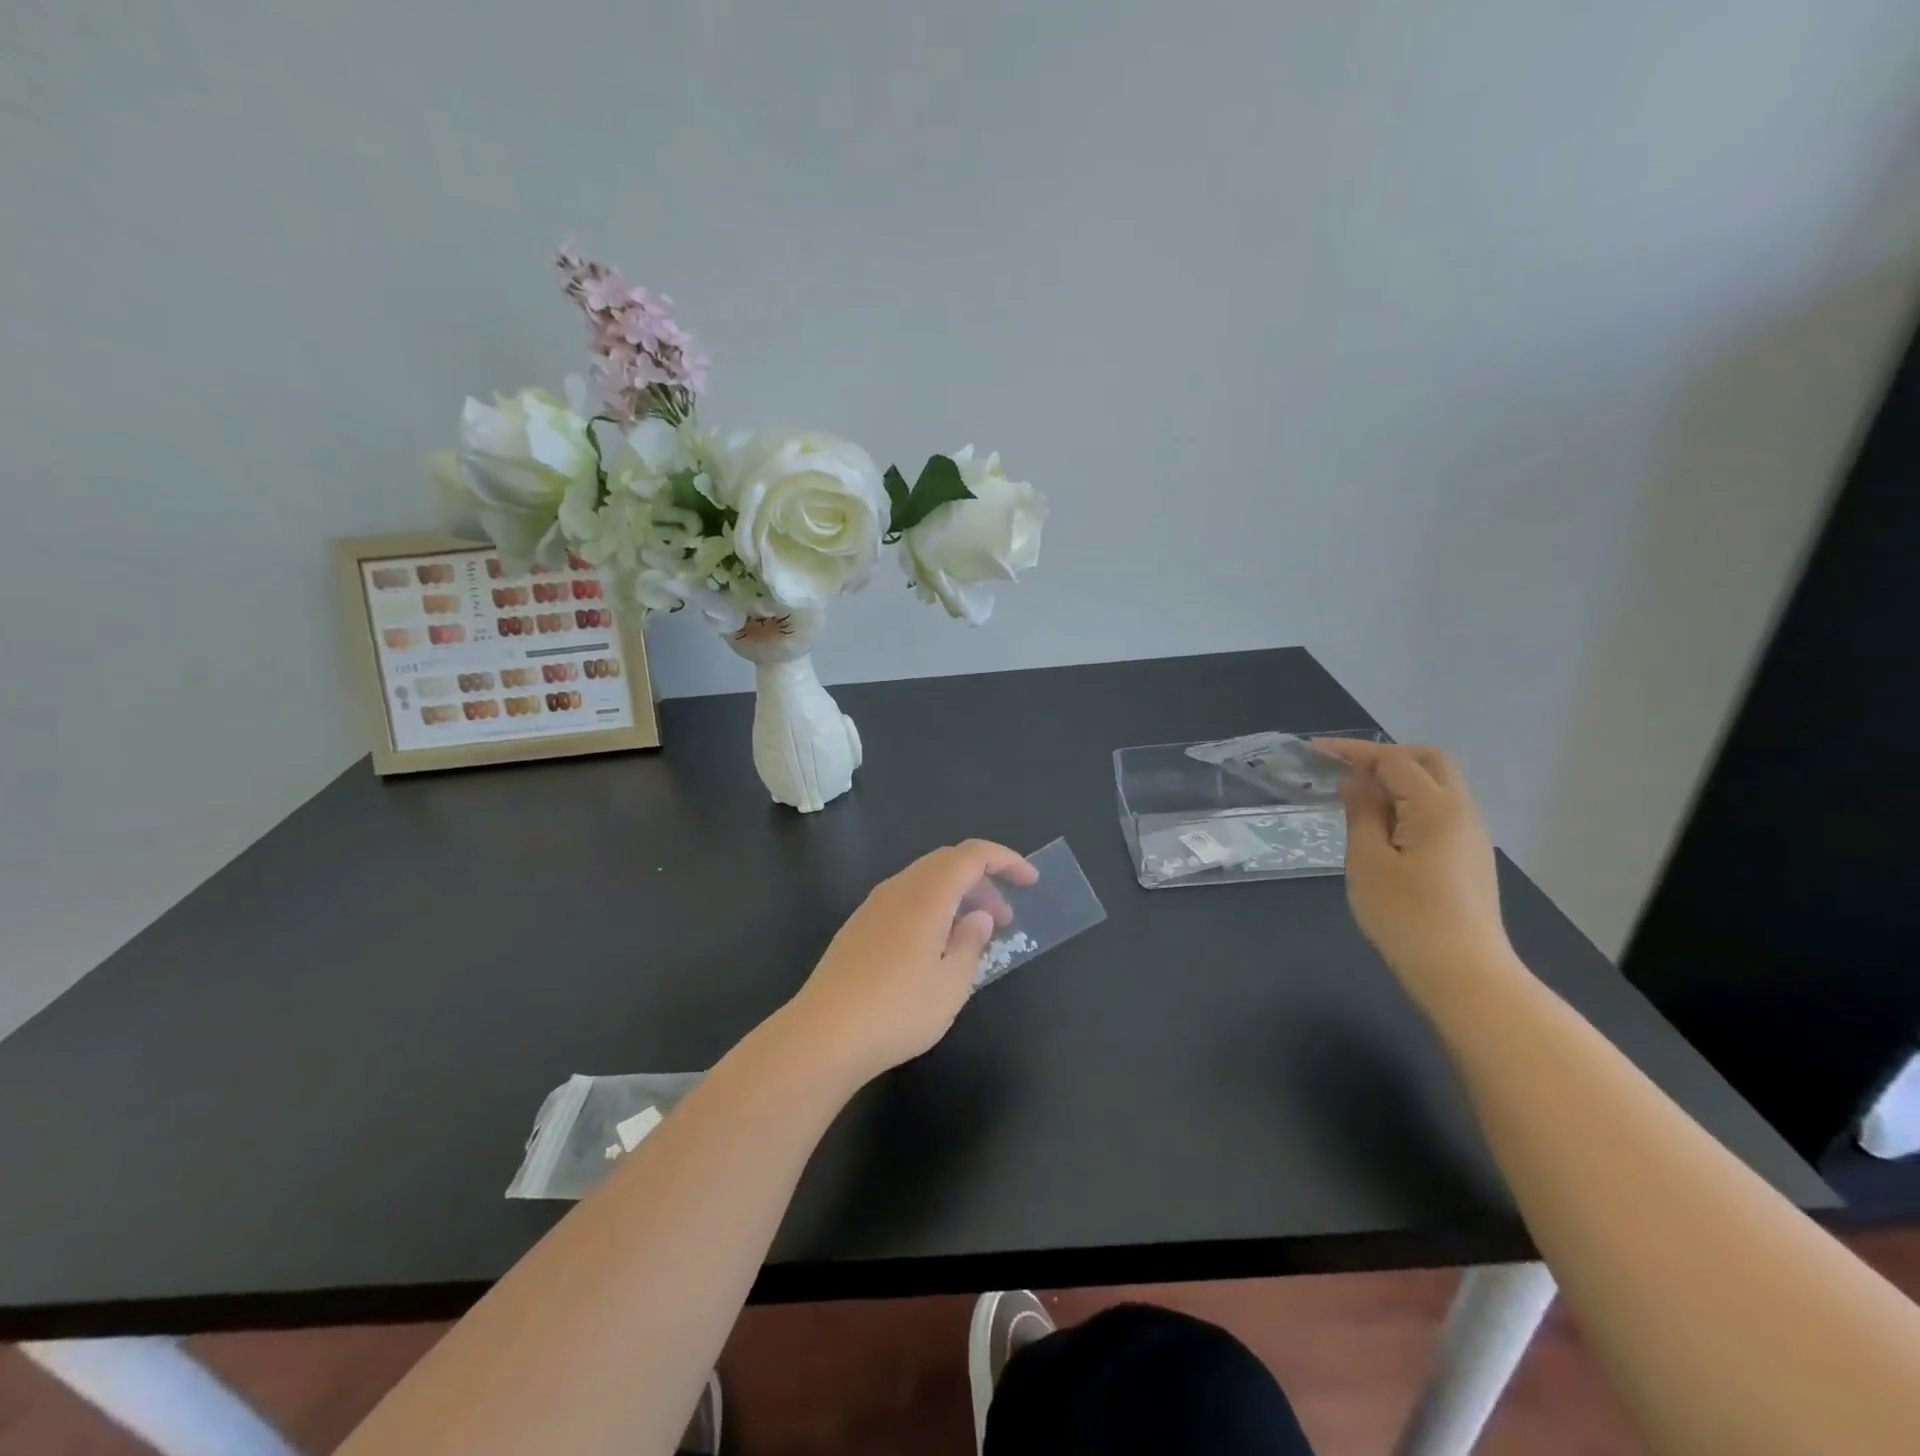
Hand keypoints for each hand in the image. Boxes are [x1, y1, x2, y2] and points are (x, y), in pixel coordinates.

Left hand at [783, 840, 1036, 1086]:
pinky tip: (935, 947)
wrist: (823, 1034)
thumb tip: (978, 917)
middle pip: (947, 863)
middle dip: (982, 881)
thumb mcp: (951, 984)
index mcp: (926, 894)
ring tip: (973, 935)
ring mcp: (873, 906)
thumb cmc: (897, 1010)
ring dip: (956, 896)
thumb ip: (971, 943)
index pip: (972, 855)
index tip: (1030, 882)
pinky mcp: (858, 926)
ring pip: (924, 880)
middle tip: (1004, 918)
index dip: (1005, 860)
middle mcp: (898, 888)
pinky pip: (905, 899)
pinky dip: (932, 908)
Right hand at [1313, 740, 1517, 1006]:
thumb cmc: (1406, 915)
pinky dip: (1410, 802)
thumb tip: (1356, 780)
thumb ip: (1361, 813)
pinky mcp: (1470, 857)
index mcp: (1436, 807)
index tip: (1314, 752)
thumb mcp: (1368, 861)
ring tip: (1358, 798)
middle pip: (1429, 761)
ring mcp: (1471, 836)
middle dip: (1386, 756)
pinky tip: (1384, 826)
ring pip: (1439, 785)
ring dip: (1400, 780)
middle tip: (1345, 769)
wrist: (1463, 973)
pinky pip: (1440, 810)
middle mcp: (1462, 812)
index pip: (1394, 760)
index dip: (1354, 751)